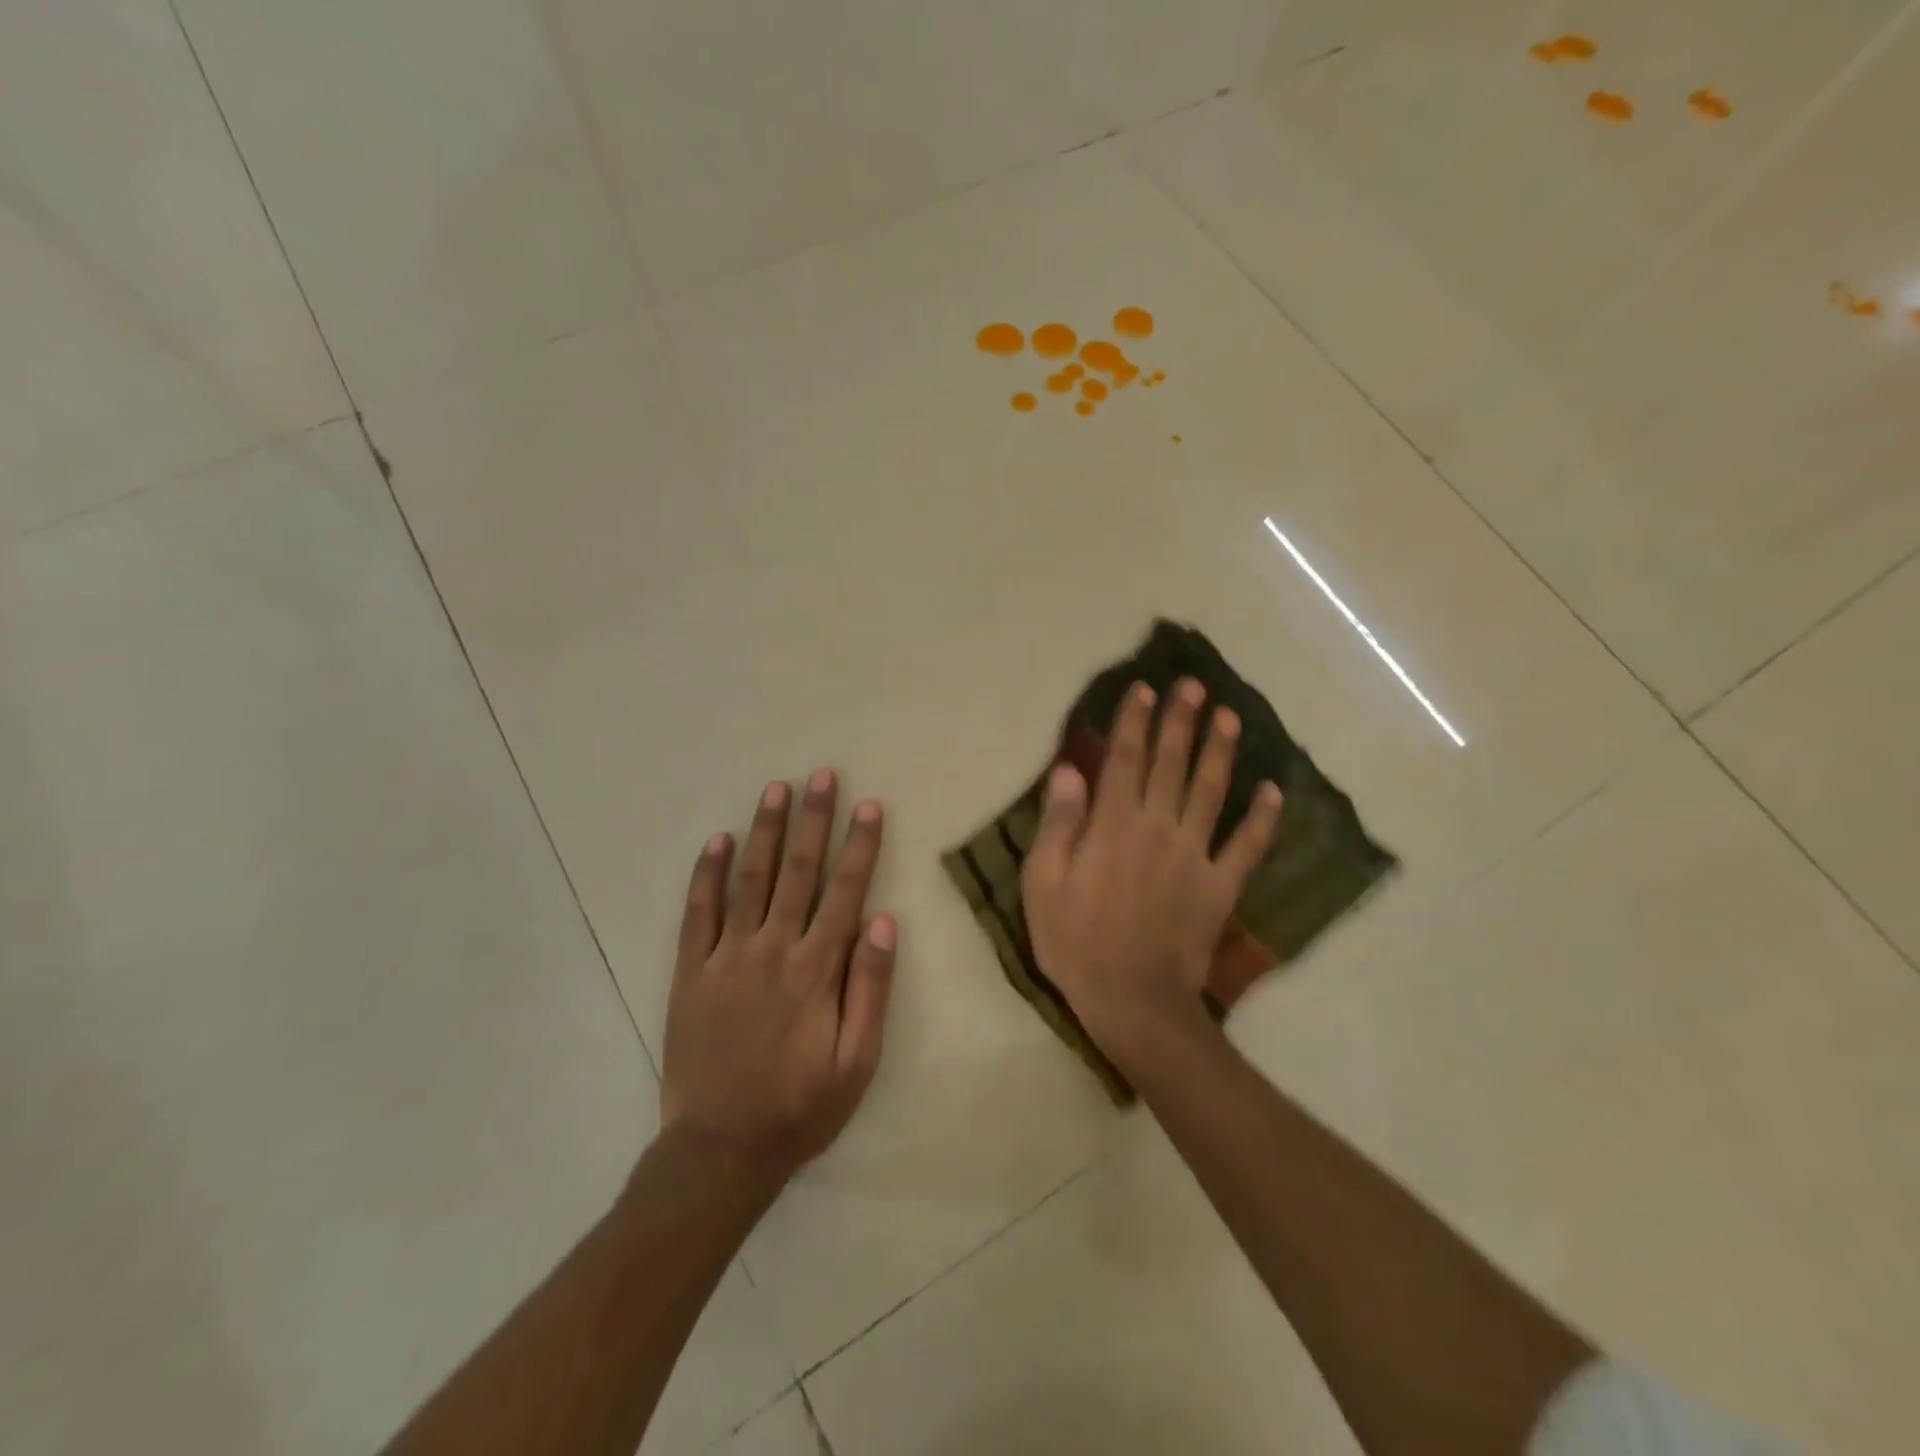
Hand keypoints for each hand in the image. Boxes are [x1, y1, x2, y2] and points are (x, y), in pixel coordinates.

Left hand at [661, 769, 896, 1178]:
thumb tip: (884, 920)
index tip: (869, 805)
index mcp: (816, 969)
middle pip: (798, 872)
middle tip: (821, 776)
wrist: (720, 1150)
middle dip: (813, 820)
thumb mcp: (858, 1061)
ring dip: (765, 832)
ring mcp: (726, 958)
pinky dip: (705, 875)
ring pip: (749, 880)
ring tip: (776, 790)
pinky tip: (715, 841)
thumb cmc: (801, 1107)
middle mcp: (772, 950)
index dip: (859, 846)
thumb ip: (871, 987)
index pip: (844, 892)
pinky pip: (697, 914)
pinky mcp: (690, 972)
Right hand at [1021, 678, 1281, 1059]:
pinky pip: (1247, 845)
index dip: (1134, 721)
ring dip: (1221, 751)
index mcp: (1113, 824)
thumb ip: (1059, 823)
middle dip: (1181, 721)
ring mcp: (1194, 855)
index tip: (1145, 688)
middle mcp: (1158, 827)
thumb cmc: (1076, 942)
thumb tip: (1069, 770)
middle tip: (1194, 686)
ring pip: (1211, 791)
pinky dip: (1263, 818)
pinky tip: (1274, 790)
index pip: (1123, 759)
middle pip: (1171, 764)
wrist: (1133, 1001)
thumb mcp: (1043, 883)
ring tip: (1230, 716)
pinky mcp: (1220, 886)